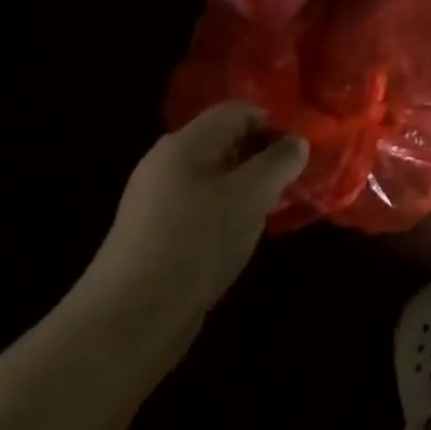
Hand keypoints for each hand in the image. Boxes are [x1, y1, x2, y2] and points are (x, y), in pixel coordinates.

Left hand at [75, 103, 308, 339]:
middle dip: (264, 155)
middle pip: (226, 142)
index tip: (301, 150)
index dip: (274, 122)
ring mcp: (159, 200)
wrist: (129, 318)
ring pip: (217, 176)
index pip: (237, 111)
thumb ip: (280, 161)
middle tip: (295, 178)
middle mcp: (167, 163)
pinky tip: (246, 233)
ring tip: (276, 207)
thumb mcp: (251, 195)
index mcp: (185, 143)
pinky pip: (204, 205)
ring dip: (250, 186)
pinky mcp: (158, 233)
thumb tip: (297, 143)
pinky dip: (230, 210)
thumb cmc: (196, 242)